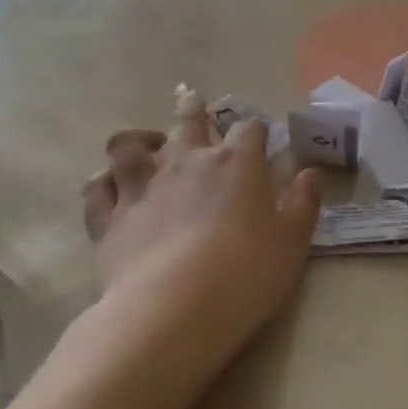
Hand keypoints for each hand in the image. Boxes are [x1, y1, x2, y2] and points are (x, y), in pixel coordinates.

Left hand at [80, 114, 320, 383]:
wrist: (174, 309)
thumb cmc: (246, 272)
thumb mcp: (292, 241)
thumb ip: (304, 203)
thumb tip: (310, 174)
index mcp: (236, 163)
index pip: (249, 128)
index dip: (256, 130)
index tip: (261, 138)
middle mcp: (186, 162)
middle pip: (188, 120)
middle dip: (193, 108)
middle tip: (192, 99)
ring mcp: (142, 187)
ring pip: (129, 145)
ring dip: (139, 139)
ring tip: (146, 144)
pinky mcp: (109, 218)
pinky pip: (97, 188)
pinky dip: (104, 183)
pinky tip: (111, 187)